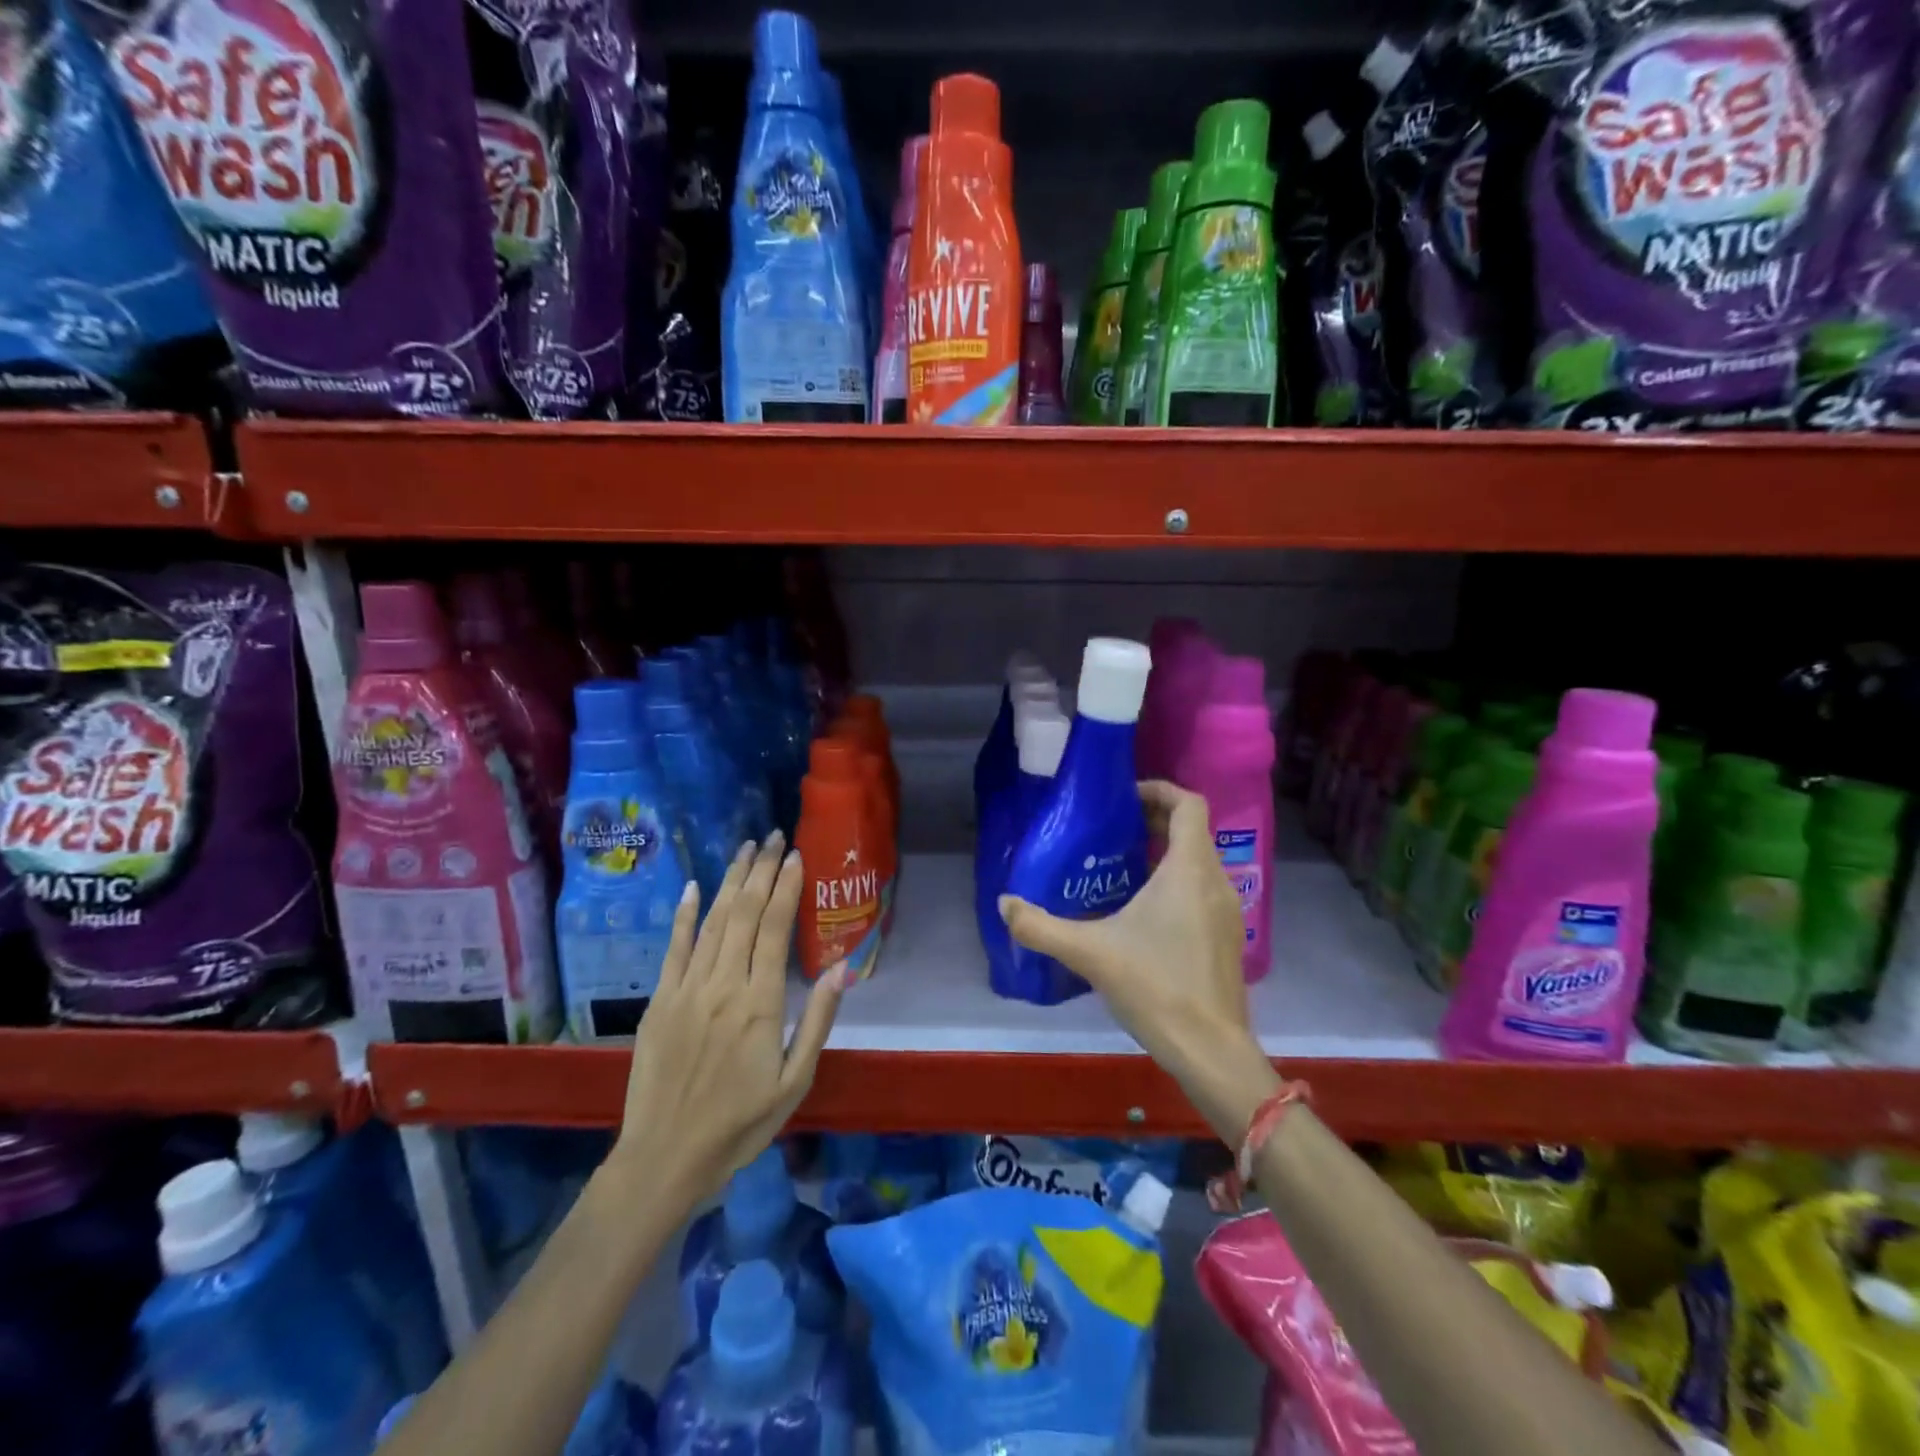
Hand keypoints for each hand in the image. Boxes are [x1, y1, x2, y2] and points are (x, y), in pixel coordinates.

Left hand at [612, 833, 844, 1208]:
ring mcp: (686, 990)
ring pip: (711, 922)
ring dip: (729, 882)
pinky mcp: (659, 1001)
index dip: (785, 888)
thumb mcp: (794, 1082)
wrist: (665, 1158)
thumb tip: (841, 970)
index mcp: (759, 1004)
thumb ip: (817, 1022)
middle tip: (774, 837)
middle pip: (743, 914)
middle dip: (760, 871)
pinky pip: (673, 948)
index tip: (795, 857)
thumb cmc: (740, 1124)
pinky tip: (691, 886)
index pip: (774, 929)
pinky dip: (683, 915)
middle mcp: (722, 985)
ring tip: (745, 849)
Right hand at [999, 781, 1279, 1142]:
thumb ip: (1041, 926)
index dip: (1159, 790)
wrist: (1210, 1049)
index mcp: (1189, 869)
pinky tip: (1142, 911)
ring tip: (1121, 865)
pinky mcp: (1227, 936)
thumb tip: (1004, 903)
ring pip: (1198, 861)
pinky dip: (1175, 881)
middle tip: (1112, 828)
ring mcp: (1227, 910)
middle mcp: (1215, 881)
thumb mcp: (1090, 952)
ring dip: (1165, 852)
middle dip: (1154, 820)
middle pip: (1192, 830)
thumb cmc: (1155, 986)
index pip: (1189, 804)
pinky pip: (1202, 889)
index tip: (1123, 797)